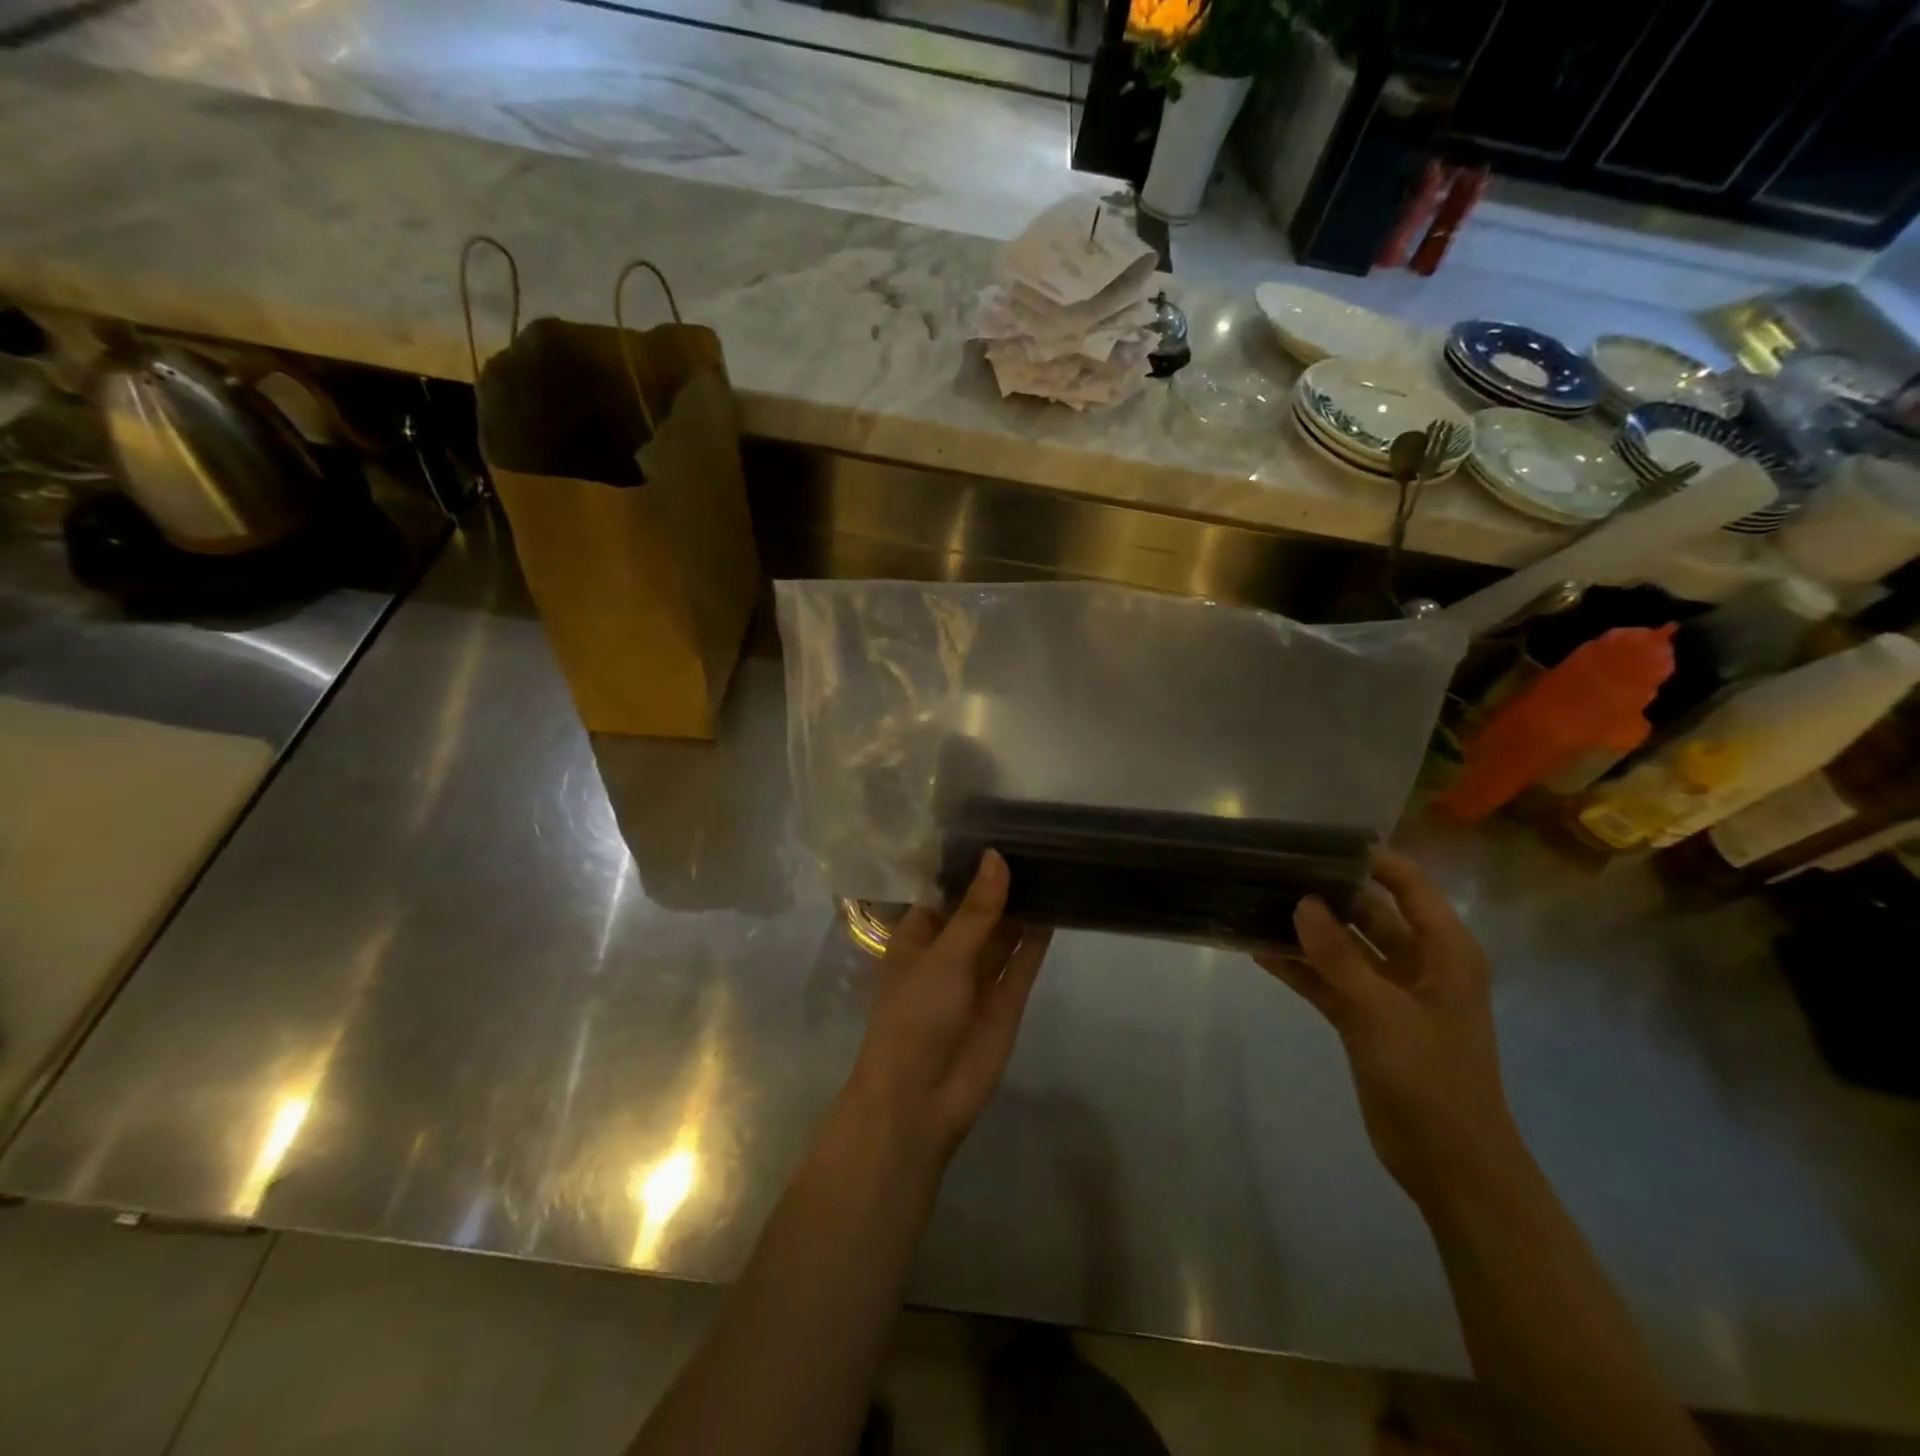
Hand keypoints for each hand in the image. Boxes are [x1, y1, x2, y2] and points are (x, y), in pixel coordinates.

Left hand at [845, 851, 1051, 1166]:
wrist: (921, 1100)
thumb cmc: (915, 1016)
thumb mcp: (943, 956)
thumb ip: (975, 910)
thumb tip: (996, 857)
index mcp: (918, 936)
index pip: (944, 890)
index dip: (968, 864)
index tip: (997, 826)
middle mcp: (949, 951)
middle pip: (978, 909)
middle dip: (1000, 882)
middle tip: (1035, 837)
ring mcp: (979, 976)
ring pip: (1004, 932)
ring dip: (1022, 905)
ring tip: (1052, 862)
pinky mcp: (1007, 999)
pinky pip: (1024, 960)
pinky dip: (1039, 936)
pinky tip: (1058, 904)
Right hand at [1255, 850, 1522, 1207]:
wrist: (1449, 1164)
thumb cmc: (1431, 1078)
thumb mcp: (1382, 1011)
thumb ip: (1338, 956)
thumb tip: (1302, 902)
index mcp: (1445, 951)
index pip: (1408, 885)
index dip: (1369, 860)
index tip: (1316, 842)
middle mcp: (1418, 963)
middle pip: (1369, 913)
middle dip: (1326, 893)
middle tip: (1273, 870)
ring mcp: (1389, 993)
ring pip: (1342, 947)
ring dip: (1306, 931)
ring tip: (1256, 903)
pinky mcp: (1364, 1019)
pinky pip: (1328, 981)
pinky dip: (1299, 968)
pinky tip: (1257, 951)